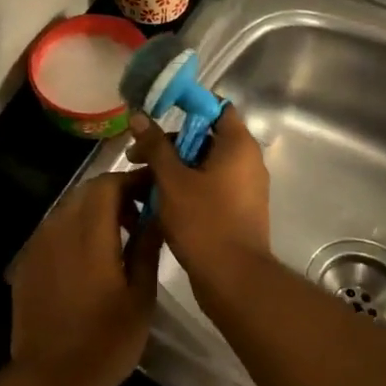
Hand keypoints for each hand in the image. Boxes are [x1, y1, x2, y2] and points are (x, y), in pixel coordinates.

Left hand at [8, 171, 162, 385]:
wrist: (49, 379)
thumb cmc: (105, 341)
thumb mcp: (140, 298)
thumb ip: (147, 248)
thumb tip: (157, 215)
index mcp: (90, 232)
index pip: (109, 183)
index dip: (133, 180)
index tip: (154, 190)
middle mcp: (60, 227)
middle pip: (88, 191)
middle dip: (116, 194)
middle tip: (140, 216)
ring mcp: (39, 243)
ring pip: (69, 208)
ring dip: (94, 212)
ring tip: (118, 238)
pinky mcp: (27, 261)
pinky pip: (55, 229)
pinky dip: (75, 230)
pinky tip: (89, 259)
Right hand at [127, 104, 270, 291]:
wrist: (234, 280)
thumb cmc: (204, 222)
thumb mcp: (172, 180)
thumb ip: (155, 145)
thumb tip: (139, 116)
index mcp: (238, 145)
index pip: (216, 107)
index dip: (186, 104)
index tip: (157, 111)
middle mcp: (247, 161)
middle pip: (205, 136)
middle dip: (170, 142)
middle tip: (137, 155)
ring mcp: (245, 187)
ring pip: (204, 164)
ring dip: (174, 167)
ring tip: (142, 182)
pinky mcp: (238, 210)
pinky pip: (210, 186)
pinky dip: (186, 186)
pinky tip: (159, 200)